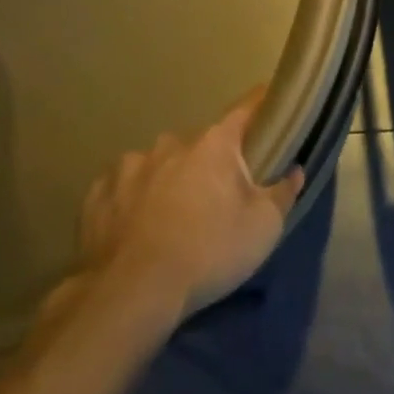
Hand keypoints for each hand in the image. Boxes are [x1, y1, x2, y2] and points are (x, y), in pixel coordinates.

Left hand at [71, 87, 305, 321]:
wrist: (132, 293)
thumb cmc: (208, 253)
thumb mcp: (263, 229)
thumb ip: (282, 193)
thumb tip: (295, 170)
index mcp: (214, 143)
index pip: (245, 108)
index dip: (261, 103)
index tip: (270, 100)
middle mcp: (172, 142)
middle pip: (200, 144)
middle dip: (209, 163)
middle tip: (215, 198)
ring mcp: (130, 165)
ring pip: (158, 164)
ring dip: (168, 181)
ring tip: (169, 219)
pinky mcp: (98, 194)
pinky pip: (122, 188)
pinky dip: (131, 200)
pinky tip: (132, 227)